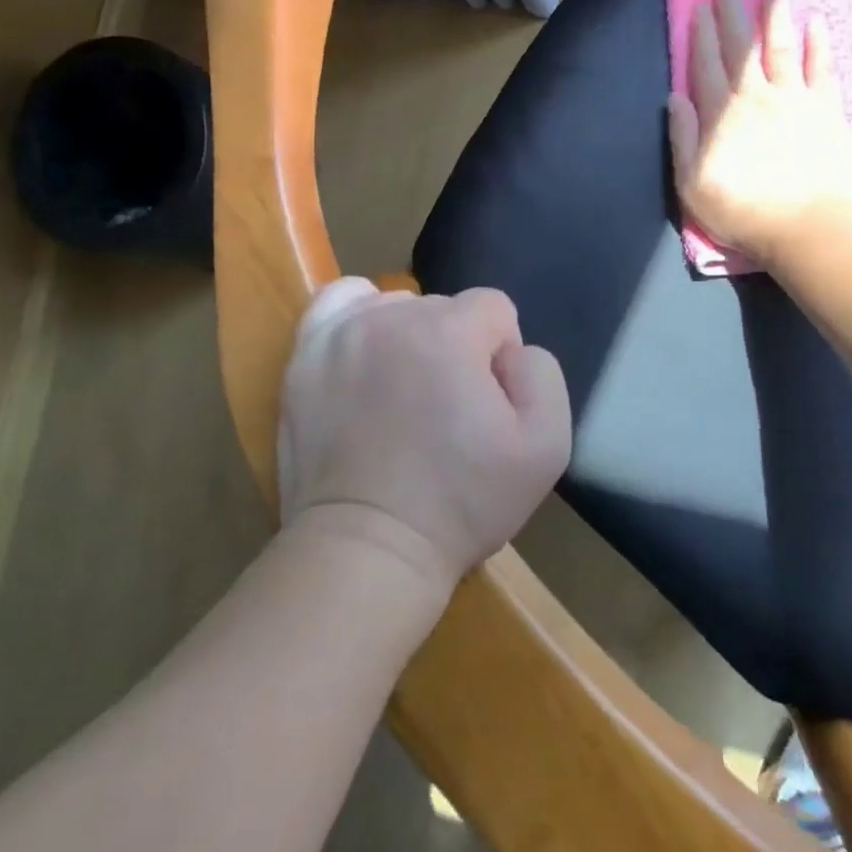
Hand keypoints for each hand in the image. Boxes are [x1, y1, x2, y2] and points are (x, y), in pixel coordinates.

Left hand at [277, 279, 571, 596]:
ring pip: (396, 306)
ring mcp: (341, 332)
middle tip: (445, 411)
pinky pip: (339, 304)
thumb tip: (511, 351)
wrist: (367, 547)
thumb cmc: (461, 503)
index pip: (494, 309)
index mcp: (450, 331)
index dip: (501, 355)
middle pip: (444, 308)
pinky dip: (359, 318)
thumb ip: (542, 374)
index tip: (487, 405)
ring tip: (403, 393)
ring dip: (410, 337)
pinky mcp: (305, 355)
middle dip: (456, 348)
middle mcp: (392, 317)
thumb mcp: (546, 447)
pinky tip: (366, 352)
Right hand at [668, 0, 851, 265]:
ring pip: (781, 49)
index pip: (706, 66)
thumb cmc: (741, 210)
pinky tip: (815, 22)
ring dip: (773, 17)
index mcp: (721, 115)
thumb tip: (675, 97)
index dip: (701, 36)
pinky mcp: (827, 110)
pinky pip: (821, 69)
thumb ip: (683, 138)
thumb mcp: (692, 184)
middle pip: (741, 49)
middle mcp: (756, 97)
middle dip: (731, 15)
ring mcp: (795, 100)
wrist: (806, 225)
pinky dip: (818, 44)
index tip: (698, 7)